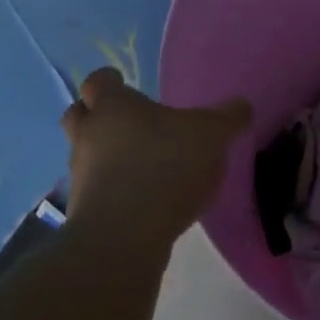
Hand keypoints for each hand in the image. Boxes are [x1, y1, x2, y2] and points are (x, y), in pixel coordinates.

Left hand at [59, 68, 252, 259]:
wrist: (123, 238)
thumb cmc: (164, 167)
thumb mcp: (211, 135)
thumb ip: (228, 117)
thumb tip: (241, 105)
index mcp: (112, 106)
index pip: (99, 80)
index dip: (112, 81)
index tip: (127, 85)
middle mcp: (88, 135)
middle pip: (79, 115)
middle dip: (97, 115)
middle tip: (129, 122)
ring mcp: (80, 175)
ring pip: (85, 154)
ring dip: (105, 155)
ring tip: (141, 164)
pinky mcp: (83, 211)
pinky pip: (96, 190)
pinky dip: (113, 190)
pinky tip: (142, 199)